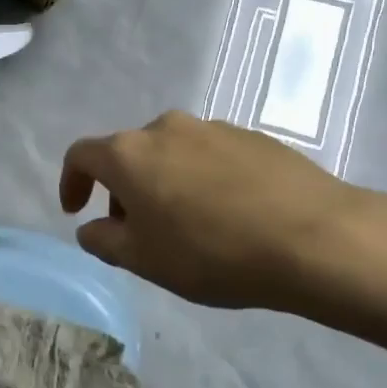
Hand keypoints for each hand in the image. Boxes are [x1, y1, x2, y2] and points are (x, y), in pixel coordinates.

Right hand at [59, 112, 386, 321]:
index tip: (76, 211)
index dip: (71, 183)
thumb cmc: (211, 252)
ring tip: (186, 225)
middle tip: (136, 230)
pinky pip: (210, 156)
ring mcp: (213, 128)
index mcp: (129, 153)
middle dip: (122, 189)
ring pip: (171, 153)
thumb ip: (105, 240)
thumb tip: (91, 227)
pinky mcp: (253, 137)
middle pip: (128, 153)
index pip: (82, 156)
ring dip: (163, 183)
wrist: (314, 237)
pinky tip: (227, 214)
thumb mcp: (144, 259)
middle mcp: (166, 128)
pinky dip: (201, 179)